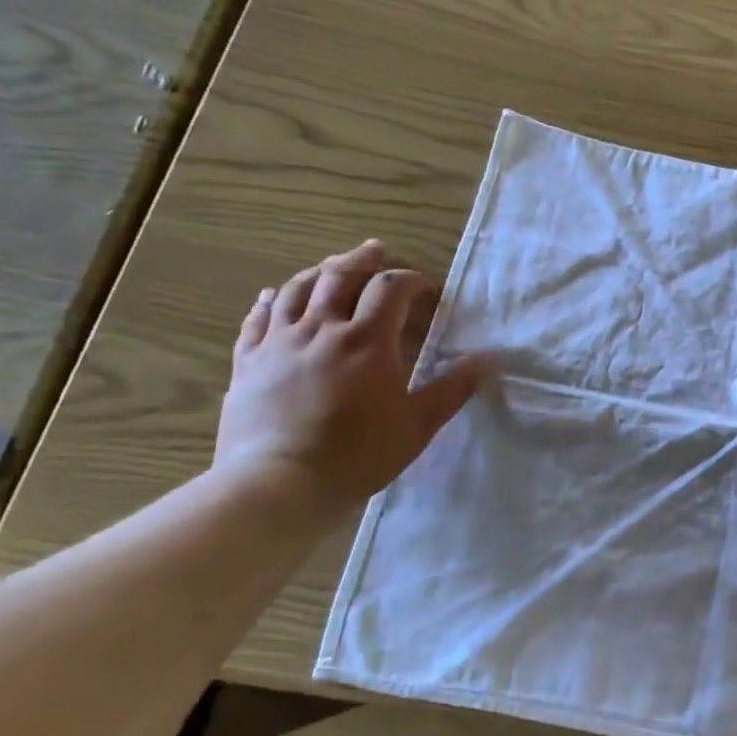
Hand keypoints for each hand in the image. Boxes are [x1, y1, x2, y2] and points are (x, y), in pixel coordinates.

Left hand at [214, 240, 485, 513]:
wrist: (279, 484)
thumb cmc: (358, 455)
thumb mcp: (418, 425)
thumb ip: (452, 388)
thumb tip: (487, 360)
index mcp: (366, 340)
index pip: (391, 288)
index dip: (411, 279)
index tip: (426, 287)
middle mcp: (321, 329)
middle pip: (340, 275)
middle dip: (363, 260)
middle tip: (378, 252)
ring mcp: (279, 343)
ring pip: (296, 289)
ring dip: (319, 271)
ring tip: (333, 266)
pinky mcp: (248, 361)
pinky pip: (257, 319)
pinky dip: (269, 301)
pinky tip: (272, 296)